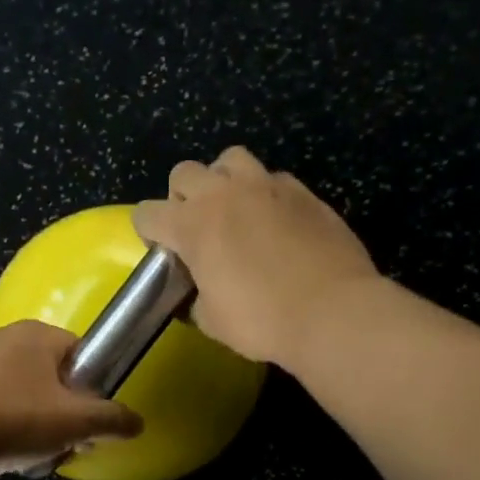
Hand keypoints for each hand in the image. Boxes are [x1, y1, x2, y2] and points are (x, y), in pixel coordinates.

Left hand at [0, 320, 143, 476]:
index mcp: (36, 333)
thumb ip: (111, 420)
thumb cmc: (14, 419)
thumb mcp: (75, 422)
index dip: (88, 388)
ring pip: (15, 391)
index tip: (86, 420)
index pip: (78, 353)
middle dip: (56, 410)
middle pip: (46, 375)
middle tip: (57, 442)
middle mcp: (1, 335)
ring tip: (25, 455)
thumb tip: (137, 422)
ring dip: (27, 422)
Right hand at [134, 146, 378, 367]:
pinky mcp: (302, 191)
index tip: (164, 252)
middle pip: (184, 172)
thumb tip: (198, 291)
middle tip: (197, 227)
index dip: (148, 232)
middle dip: (182, 196)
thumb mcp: (212, 320)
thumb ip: (195, 296)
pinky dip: (265, 193)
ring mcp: (266, 186)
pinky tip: (275, 221)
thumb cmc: (263, 320)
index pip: (146, 213)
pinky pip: (272, 178)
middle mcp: (223, 194)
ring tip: (234, 209)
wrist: (333, 311)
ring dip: (222, 180)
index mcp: (191, 225)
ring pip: (230, 159)